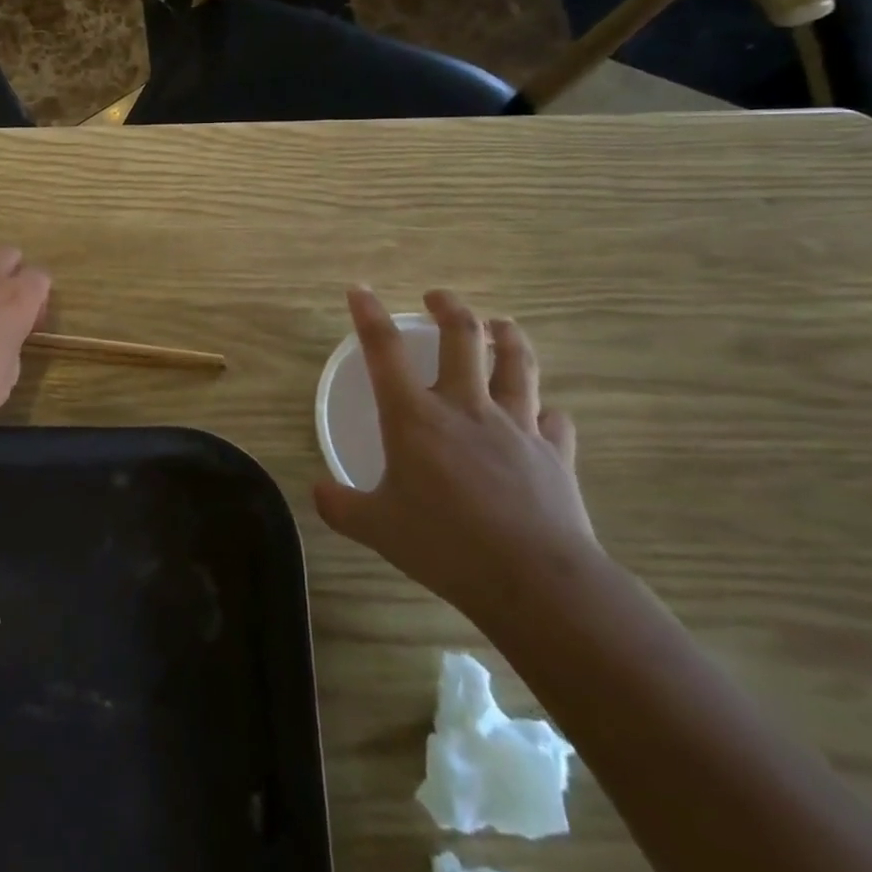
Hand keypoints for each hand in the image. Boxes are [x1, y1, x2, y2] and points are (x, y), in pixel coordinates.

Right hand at [313, 287, 598, 623]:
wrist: (536, 581)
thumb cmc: (446, 545)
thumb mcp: (377, 529)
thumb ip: (341, 506)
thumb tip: (317, 492)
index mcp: (414, 416)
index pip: (384, 349)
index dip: (369, 314)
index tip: (359, 290)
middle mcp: (465, 407)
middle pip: (462, 337)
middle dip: (449, 307)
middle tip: (438, 297)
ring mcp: (516, 426)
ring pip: (516, 364)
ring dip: (508, 338)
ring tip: (500, 324)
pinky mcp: (554, 454)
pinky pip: (554, 420)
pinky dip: (546, 411)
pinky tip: (545, 413)